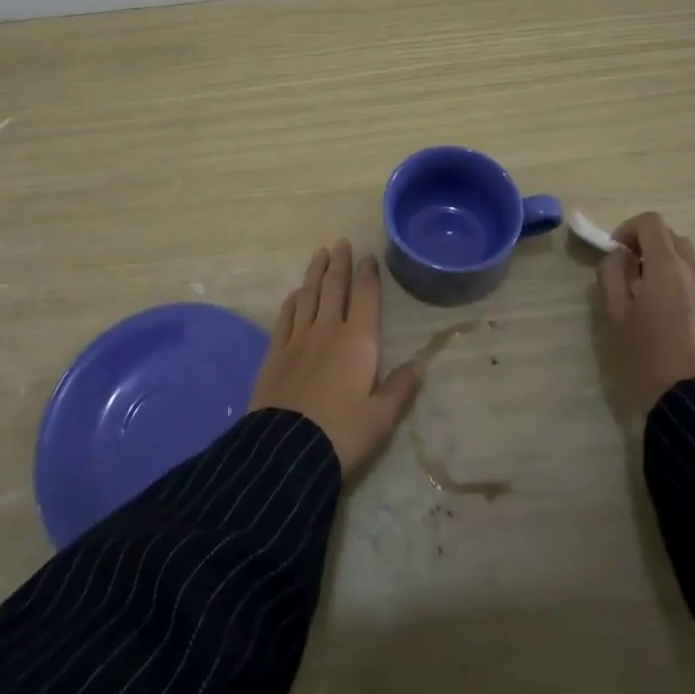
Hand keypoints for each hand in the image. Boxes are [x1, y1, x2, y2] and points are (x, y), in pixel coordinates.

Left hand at [249, 240, 422, 476]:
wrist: (286, 451)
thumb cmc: (342, 434)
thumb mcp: (381, 418)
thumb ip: (400, 389)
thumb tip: (419, 364)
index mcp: (358, 342)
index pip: (365, 297)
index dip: (367, 275)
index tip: (367, 256)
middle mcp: (327, 331)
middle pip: (334, 288)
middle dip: (339, 263)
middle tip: (340, 242)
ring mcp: (298, 339)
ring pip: (308, 296)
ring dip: (315, 273)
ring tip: (319, 254)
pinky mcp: (275, 353)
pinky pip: (286, 317)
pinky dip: (293, 301)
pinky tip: (295, 294)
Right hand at [596, 212, 694, 412]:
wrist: (690, 399)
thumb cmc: (645, 355)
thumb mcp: (614, 313)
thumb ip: (611, 274)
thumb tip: (619, 256)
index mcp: (667, 266)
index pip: (650, 222)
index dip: (627, 229)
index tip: (615, 253)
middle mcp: (693, 268)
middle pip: (669, 235)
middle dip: (645, 244)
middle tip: (626, 271)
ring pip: (683, 254)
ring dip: (662, 260)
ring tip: (643, 289)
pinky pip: (693, 274)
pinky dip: (676, 276)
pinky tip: (661, 306)